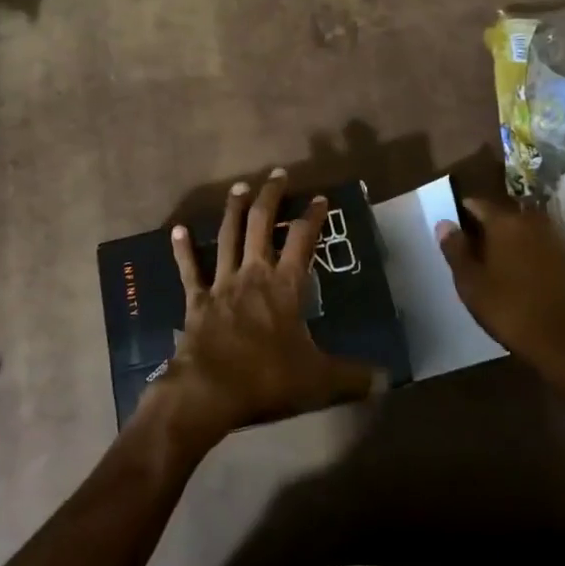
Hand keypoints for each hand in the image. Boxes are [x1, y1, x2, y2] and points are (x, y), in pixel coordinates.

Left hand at [157, 169, 379, 442]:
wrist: (209, 391)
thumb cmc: (267, 379)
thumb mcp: (319, 380)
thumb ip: (352, 377)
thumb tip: (387, 380)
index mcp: (286, 287)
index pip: (303, 241)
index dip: (313, 217)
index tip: (320, 198)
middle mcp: (254, 274)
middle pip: (262, 225)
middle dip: (271, 197)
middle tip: (277, 174)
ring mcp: (222, 284)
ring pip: (228, 237)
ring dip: (234, 210)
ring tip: (239, 187)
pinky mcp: (197, 300)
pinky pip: (189, 269)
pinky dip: (183, 249)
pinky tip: (177, 229)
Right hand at [436, 197, 564, 385]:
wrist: (564, 343)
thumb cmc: (509, 310)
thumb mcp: (470, 282)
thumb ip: (455, 249)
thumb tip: (445, 223)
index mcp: (505, 221)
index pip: (475, 203)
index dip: (459, 215)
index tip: (450, 235)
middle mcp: (530, 221)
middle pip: (498, 214)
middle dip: (481, 228)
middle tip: (466, 254)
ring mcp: (551, 238)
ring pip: (517, 229)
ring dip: (502, 241)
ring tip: (487, 266)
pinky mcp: (564, 258)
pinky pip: (534, 244)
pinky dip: (520, 252)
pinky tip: (512, 275)